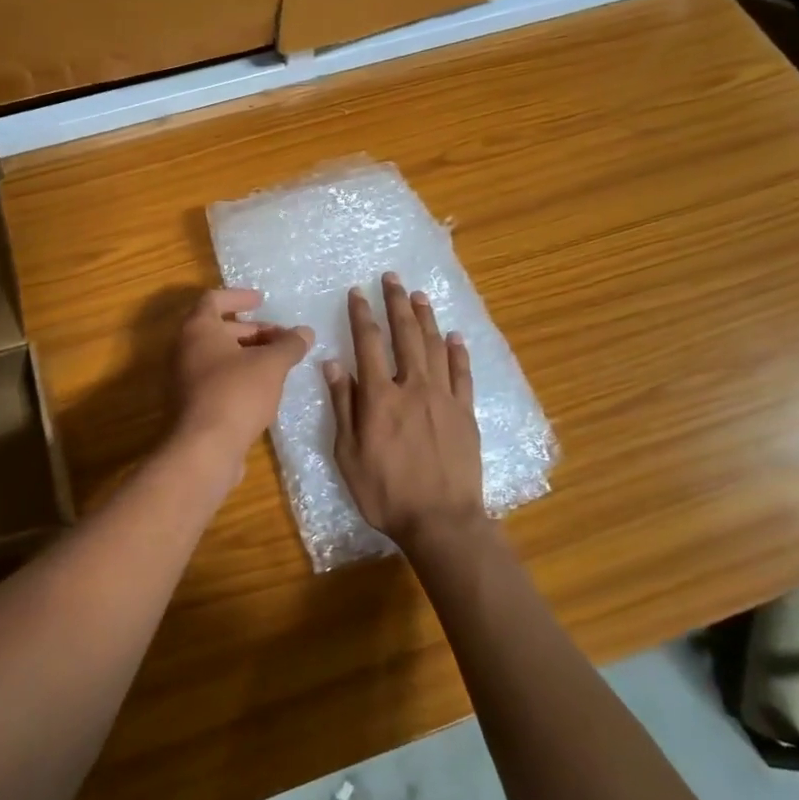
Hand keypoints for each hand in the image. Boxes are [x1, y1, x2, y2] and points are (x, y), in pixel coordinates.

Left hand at [174, 288, 312, 461]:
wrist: (204, 449)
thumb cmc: (236, 393)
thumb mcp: (271, 365)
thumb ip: (289, 345)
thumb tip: (305, 332)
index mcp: (198, 329)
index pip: (214, 299)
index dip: (239, 296)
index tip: (262, 300)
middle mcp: (185, 349)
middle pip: (218, 329)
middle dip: (252, 330)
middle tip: (281, 338)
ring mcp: (185, 378)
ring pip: (219, 356)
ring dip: (248, 355)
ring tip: (278, 363)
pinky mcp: (192, 404)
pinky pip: (217, 379)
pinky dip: (239, 376)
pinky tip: (265, 389)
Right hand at [324, 273, 483, 551]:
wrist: (441, 520)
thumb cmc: (385, 492)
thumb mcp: (348, 453)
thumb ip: (343, 406)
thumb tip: (333, 364)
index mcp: (380, 397)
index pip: (368, 344)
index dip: (362, 315)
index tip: (358, 292)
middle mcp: (413, 387)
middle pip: (405, 335)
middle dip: (397, 303)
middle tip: (392, 278)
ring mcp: (444, 398)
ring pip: (435, 347)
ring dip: (426, 318)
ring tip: (419, 296)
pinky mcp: (466, 413)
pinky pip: (463, 374)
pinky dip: (458, 352)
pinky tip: (455, 336)